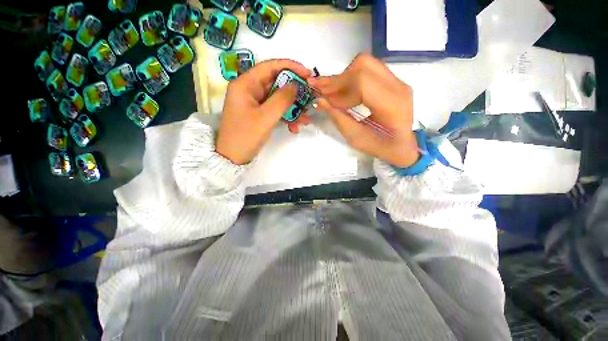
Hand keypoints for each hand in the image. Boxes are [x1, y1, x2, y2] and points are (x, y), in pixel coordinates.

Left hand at [216, 59, 309, 164]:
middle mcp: (249, 90)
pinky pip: (275, 110)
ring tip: (305, 118)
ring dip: (292, 108)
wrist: (233, 158)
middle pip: (276, 83)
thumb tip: (296, 85)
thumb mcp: (266, 117)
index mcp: (245, 84)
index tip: (307, 73)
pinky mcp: (259, 114)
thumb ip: (282, 99)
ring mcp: (255, 103)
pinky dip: (286, 116)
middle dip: (294, 92)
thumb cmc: (246, 136)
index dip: (290, 67)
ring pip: (278, 99)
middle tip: (309, 97)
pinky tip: (295, 127)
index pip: (269, 67)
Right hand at [307, 54, 419, 167]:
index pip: (362, 81)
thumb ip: (338, 118)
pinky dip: (352, 79)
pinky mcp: (394, 82)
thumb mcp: (355, 138)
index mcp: (391, 105)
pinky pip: (370, 71)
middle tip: (323, 92)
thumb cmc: (380, 147)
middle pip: (364, 65)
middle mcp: (398, 87)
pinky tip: (344, 93)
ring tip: (331, 93)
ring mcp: (398, 82)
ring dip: (344, 77)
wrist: (403, 146)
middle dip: (338, 78)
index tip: (321, 95)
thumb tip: (319, 100)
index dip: (337, 85)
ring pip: (366, 64)